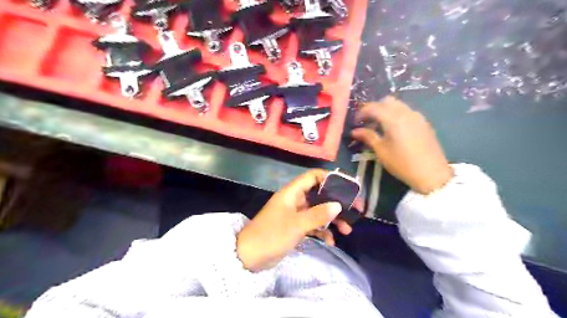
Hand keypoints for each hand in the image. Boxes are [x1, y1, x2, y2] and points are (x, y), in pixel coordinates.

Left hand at [236, 170, 352, 271]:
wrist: (249, 256)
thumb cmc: (272, 235)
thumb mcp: (296, 224)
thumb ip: (318, 214)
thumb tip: (338, 205)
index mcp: (292, 192)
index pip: (313, 176)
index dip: (329, 178)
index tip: (346, 187)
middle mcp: (295, 200)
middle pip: (320, 195)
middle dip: (337, 203)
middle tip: (354, 210)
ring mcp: (295, 214)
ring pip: (318, 211)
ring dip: (332, 219)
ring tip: (347, 229)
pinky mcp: (295, 227)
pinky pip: (313, 225)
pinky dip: (322, 231)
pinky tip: (331, 242)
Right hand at [353, 95, 454, 194]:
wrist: (431, 174)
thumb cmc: (402, 163)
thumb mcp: (381, 151)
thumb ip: (368, 137)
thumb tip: (354, 131)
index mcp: (393, 119)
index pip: (373, 107)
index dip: (361, 112)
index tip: (356, 122)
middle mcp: (406, 112)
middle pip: (387, 101)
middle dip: (374, 108)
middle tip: (367, 122)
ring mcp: (417, 116)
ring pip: (398, 105)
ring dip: (386, 110)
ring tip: (380, 126)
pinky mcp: (424, 122)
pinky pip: (407, 111)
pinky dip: (396, 115)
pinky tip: (394, 129)